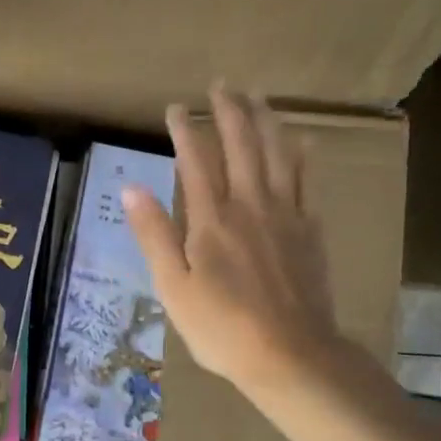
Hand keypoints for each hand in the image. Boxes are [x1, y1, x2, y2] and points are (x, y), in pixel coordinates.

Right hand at [123, 83, 351, 399]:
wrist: (291, 354)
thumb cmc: (220, 327)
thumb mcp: (172, 287)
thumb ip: (153, 234)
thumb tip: (130, 187)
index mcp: (210, 220)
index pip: (196, 160)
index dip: (185, 130)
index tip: (176, 107)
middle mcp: (250, 205)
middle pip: (241, 146)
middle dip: (229, 112)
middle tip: (222, 85)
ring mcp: (285, 215)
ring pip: (278, 155)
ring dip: (266, 122)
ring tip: (258, 97)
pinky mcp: (309, 231)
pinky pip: (306, 181)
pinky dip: (301, 156)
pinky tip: (300, 141)